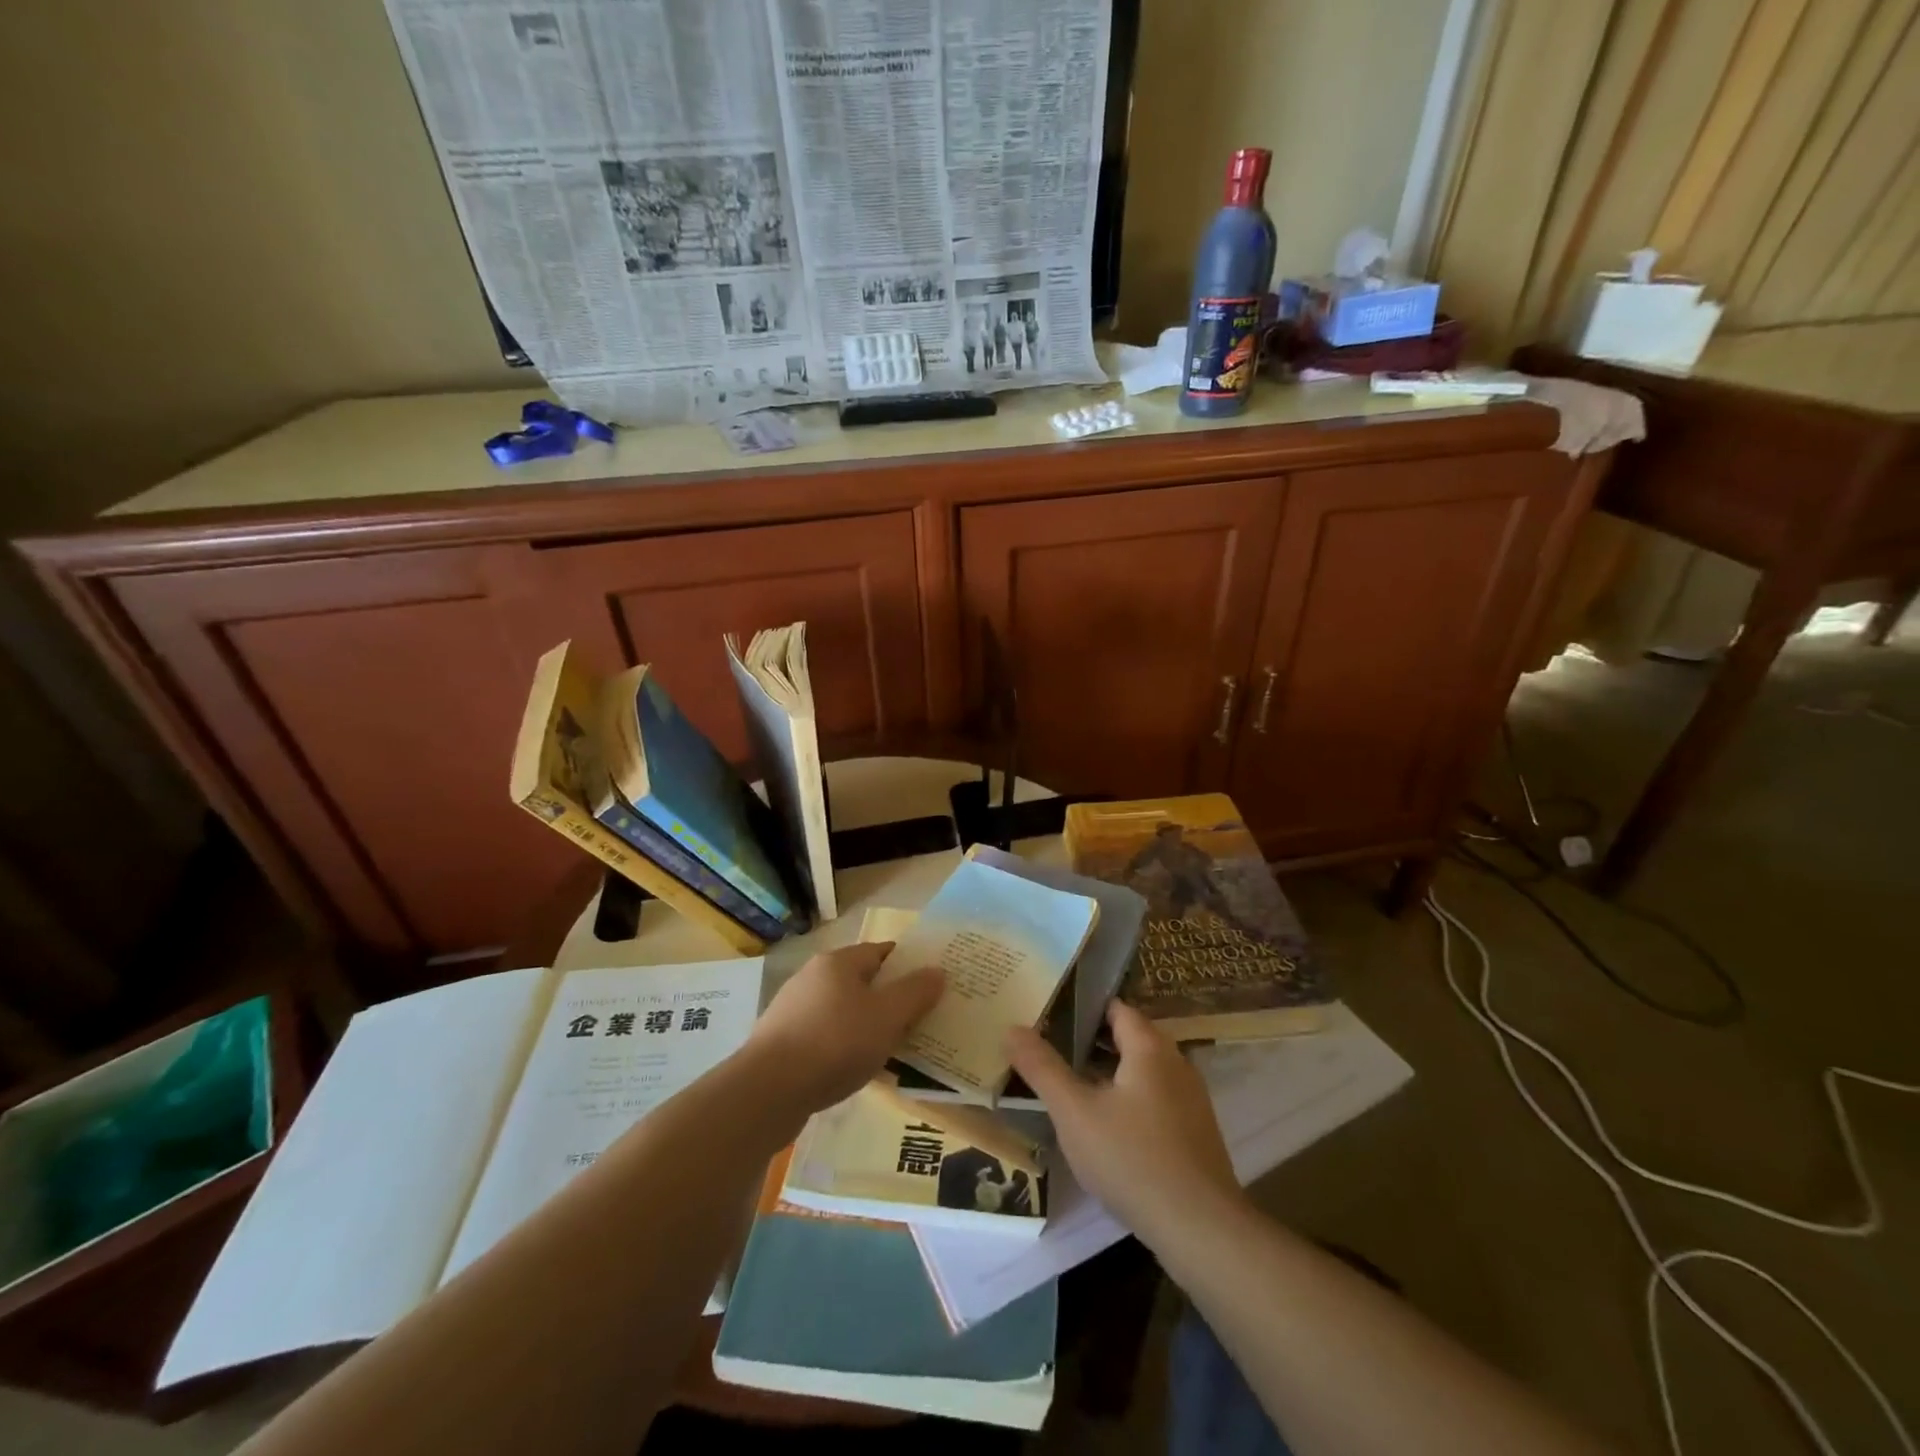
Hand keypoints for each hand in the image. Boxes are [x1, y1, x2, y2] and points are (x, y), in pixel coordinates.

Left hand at [744, 942, 943, 1112]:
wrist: (768, 1091)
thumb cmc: (835, 1043)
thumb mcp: (887, 1017)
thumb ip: (915, 992)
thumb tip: (937, 971)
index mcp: (838, 962)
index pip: (881, 952)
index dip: (907, 965)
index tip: (929, 984)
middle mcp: (813, 977)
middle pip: (861, 981)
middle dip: (888, 999)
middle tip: (916, 1021)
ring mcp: (793, 1009)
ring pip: (843, 1011)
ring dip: (866, 1026)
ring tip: (891, 1050)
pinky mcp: (782, 1041)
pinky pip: (825, 1037)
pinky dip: (843, 1048)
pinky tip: (855, 1070)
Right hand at [1005, 1001, 1242, 1247]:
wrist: (1202, 1230)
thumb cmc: (1132, 1159)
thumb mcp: (1075, 1113)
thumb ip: (1042, 1068)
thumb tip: (1013, 1028)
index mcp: (1150, 1047)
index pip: (1115, 1008)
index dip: (1082, 1007)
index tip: (1049, 1014)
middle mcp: (1176, 1062)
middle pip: (1129, 1038)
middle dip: (1090, 1041)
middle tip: (1049, 1048)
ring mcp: (1190, 1099)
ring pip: (1141, 1071)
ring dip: (1108, 1073)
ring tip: (1069, 1085)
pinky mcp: (1194, 1132)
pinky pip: (1154, 1098)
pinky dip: (1127, 1099)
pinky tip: (1104, 1125)